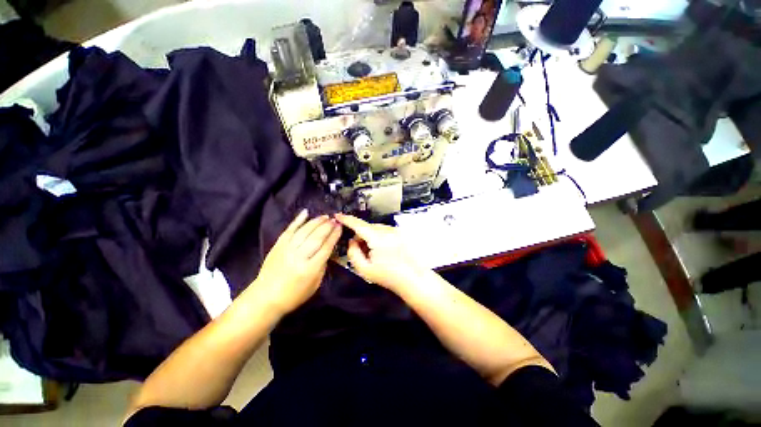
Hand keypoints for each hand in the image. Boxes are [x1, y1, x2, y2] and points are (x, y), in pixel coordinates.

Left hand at [253, 210, 341, 314]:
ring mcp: (287, 249)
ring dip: (316, 221)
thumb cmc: (294, 295)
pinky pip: (289, 230)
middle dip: (327, 226)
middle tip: (335, 219)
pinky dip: (298, 220)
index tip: (340, 227)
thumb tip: (328, 249)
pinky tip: (306, 212)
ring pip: (304, 231)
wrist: (265, 298)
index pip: (326, 247)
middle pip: (316, 237)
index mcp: (310, 268)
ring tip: (325, 216)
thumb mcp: (315, 284)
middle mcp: (299, 256)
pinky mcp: (278, 245)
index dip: (334, 235)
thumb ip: (323, 265)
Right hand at [335, 213, 425, 291]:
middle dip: (360, 235)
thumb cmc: (388, 276)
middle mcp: (388, 230)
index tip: (337, 215)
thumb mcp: (365, 269)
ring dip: (370, 236)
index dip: (347, 219)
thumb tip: (352, 240)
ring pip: (376, 228)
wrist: (413, 279)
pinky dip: (379, 237)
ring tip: (373, 253)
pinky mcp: (401, 233)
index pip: (359, 224)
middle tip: (361, 251)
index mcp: (378, 238)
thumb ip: (353, 253)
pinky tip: (383, 250)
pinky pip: (384, 231)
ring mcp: (396, 230)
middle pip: (367, 227)